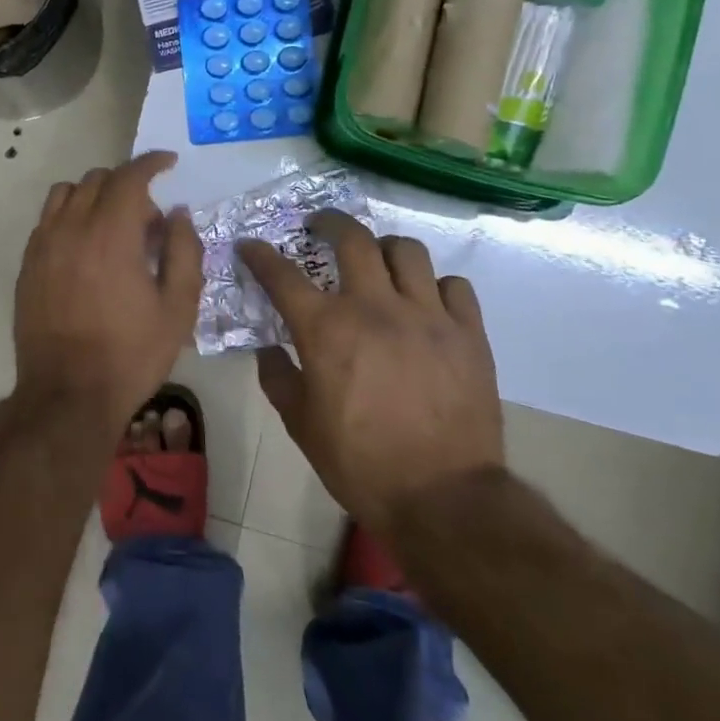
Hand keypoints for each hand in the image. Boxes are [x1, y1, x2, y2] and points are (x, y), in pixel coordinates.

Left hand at [14, 152, 203, 436]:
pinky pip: (47, 220)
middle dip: (128, 186)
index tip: (168, 162)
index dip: (151, 162)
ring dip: (94, 195)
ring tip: (112, 227)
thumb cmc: (130, 354)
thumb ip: (183, 251)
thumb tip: (176, 213)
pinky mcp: (27, 265)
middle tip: (148, 221)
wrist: (68, 395)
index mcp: (111, 234)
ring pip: (66, 193)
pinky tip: (84, 247)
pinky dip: (69, 216)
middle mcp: (71, 228)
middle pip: (97, 180)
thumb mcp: (177, 308)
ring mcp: (43, 245)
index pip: (129, 177)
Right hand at [237, 212, 503, 531]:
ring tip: (378, 260)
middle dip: (328, 222)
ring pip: (407, 251)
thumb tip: (268, 350)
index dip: (260, 255)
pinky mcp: (469, 334)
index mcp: (326, 329)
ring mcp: (427, 316)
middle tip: (319, 226)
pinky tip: (427, 302)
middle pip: (351, 239)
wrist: (443, 498)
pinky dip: (436, 286)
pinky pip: (455, 286)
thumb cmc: (360, 462)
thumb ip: (277, 378)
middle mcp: (374, 307)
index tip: (251, 246)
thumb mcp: (301, 425)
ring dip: (384, 248)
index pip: (281, 274)